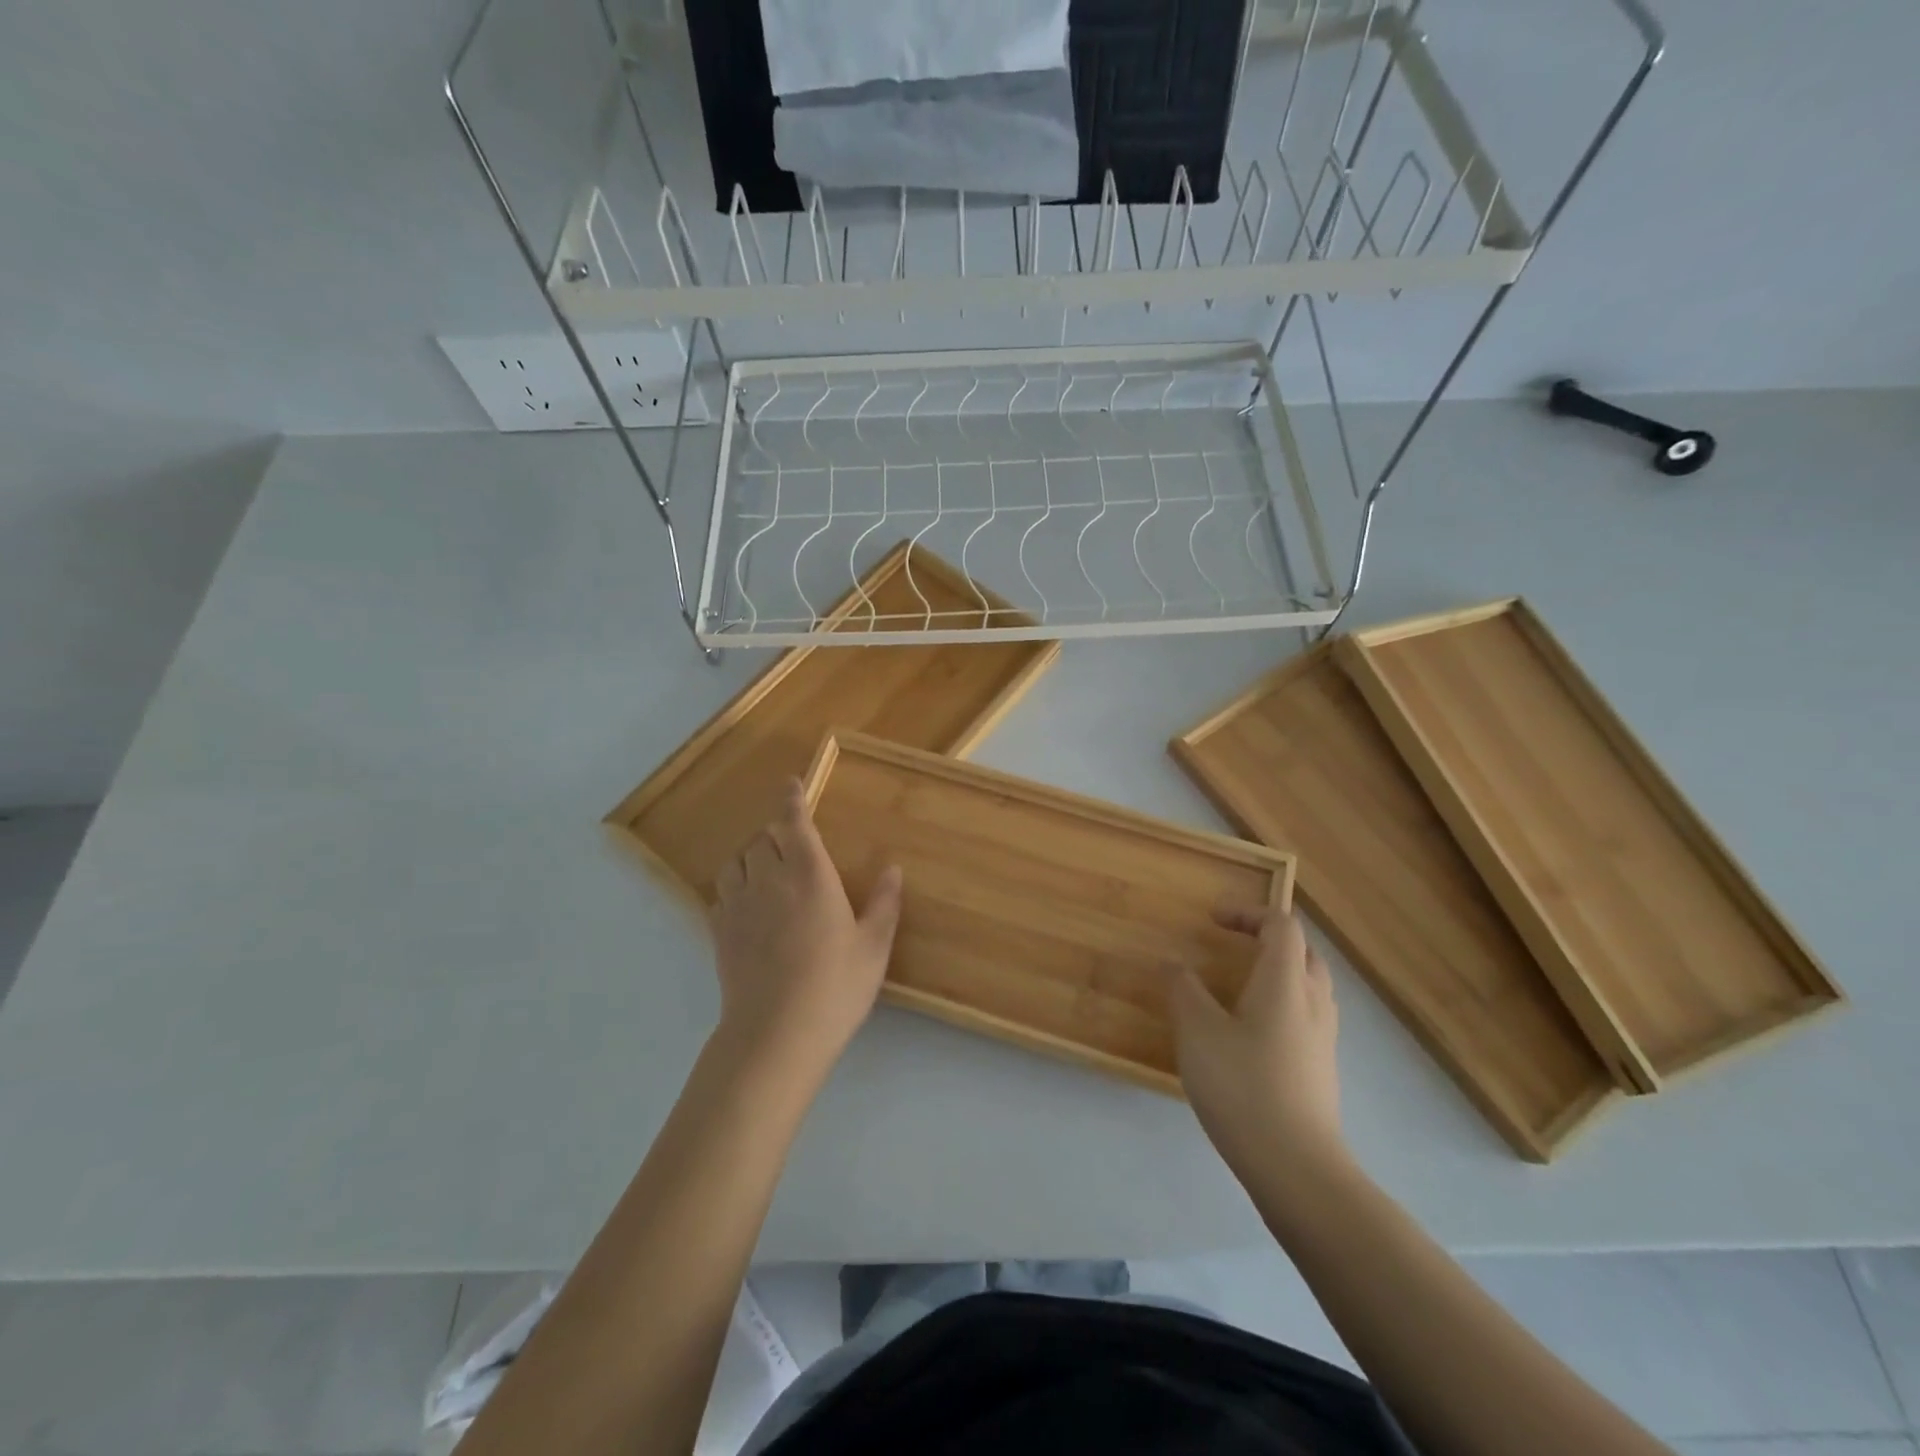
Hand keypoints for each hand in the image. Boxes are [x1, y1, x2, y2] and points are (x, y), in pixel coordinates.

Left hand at [711, 779, 902, 1083]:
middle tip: (793, 844)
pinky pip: (722, 892)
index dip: (792, 800)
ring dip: (751, 856)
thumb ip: (884, 903)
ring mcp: (740, 905)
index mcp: (810, 875)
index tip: (791, 783)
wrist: (776, 1034)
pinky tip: (748, 904)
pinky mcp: (720, 932)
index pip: (794, 823)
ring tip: (767, 869)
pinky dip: (735, 886)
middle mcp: (770, 879)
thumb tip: (893, 869)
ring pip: (737, 861)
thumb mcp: (874, 947)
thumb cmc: (835, 987)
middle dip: (776, 832)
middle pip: (763, 838)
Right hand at [1169, 903, 1345, 1177]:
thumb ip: (1184, 989)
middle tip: (1233, 942)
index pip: (1281, 925)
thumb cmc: (1243, 1087)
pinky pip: (1307, 1014)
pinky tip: (1253, 1030)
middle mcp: (1313, 1001)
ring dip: (1278, 970)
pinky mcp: (1322, 1067)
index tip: (1213, 920)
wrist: (1297, 1168)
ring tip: (1241, 982)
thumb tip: (1174, 962)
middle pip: (1302, 951)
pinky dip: (1283, 1002)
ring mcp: (1324, 1037)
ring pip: (1309, 984)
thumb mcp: (1197, 1032)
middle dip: (1268, 937)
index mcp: (1285, 981)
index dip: (1248, 913)